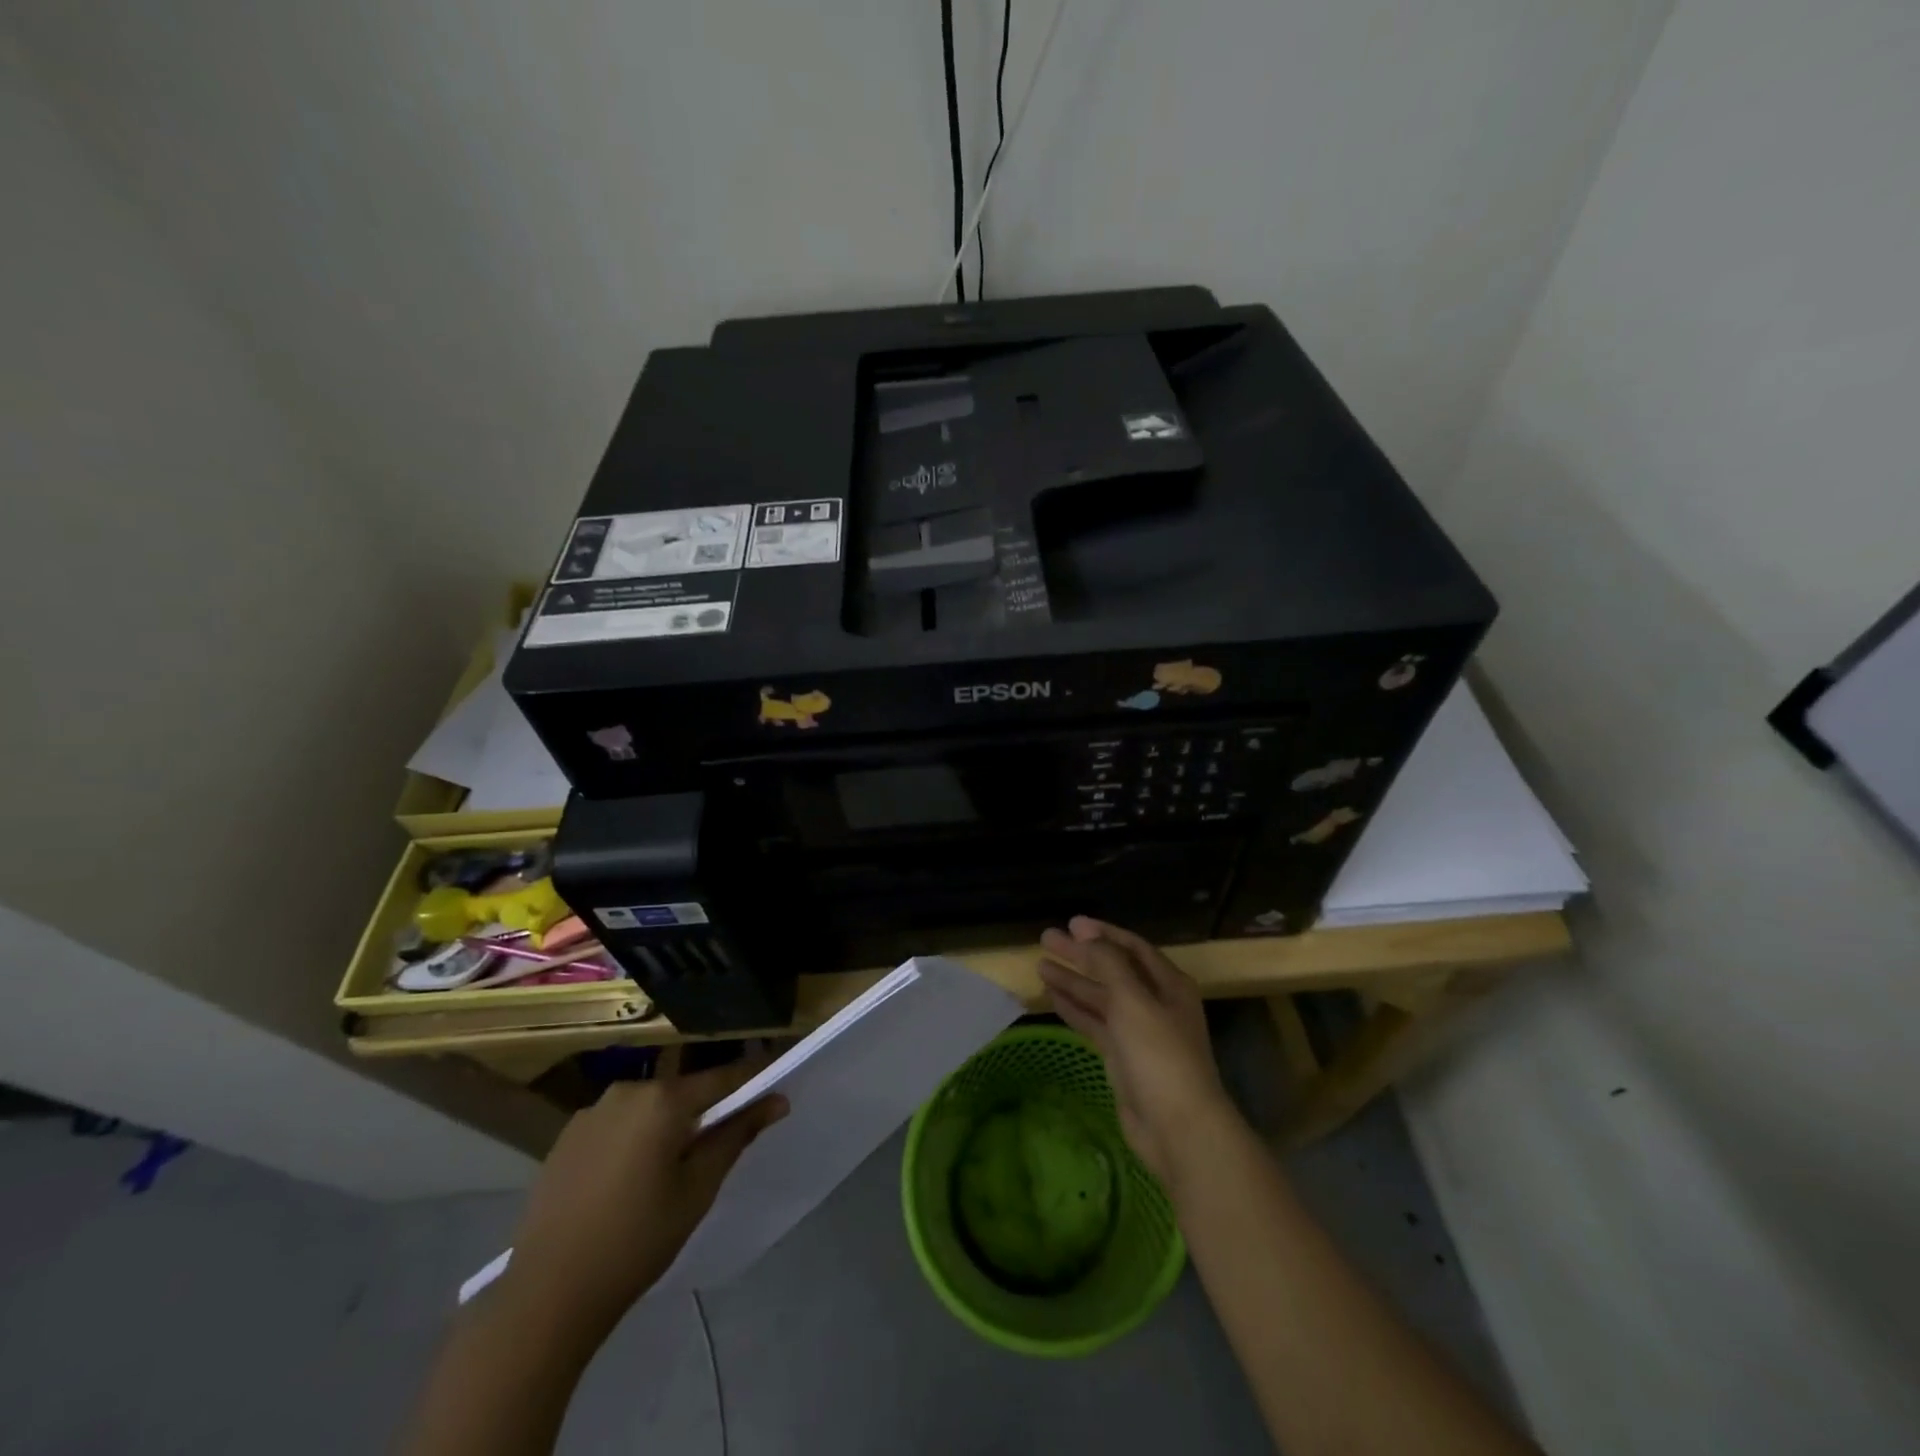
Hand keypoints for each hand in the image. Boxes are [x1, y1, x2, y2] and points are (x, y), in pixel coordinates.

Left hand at [500, 1060, 786, 1332]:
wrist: (546, 1296)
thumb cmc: (636, 1241)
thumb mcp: (697, 1189)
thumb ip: (736, 1136)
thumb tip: (776, 1100)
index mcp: (663, 1099)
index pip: (723, 1078)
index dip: (753, 1080)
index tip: (776, 1085)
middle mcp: (627, 1090)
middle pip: (683, 1092)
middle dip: (705, 1111)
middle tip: (719, 1145)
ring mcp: (591, 1112)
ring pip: (648, 1109)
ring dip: (666, 1125)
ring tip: (671, 1168)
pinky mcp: (566, 1137)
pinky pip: (617, 1125)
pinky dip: (633, 1139)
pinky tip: (629, 1180)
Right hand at [1038, 916, 1233, 1186]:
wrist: (1179, 1128)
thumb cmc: (1160, 1055)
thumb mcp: (1133, 1000)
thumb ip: (1108, 964)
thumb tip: (1086, 936)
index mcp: (1168, 984)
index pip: (1131, 947)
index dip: (1102, 933)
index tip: (1071, 923)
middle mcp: (1155, 1003)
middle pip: (1112, 970)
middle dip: (1081, 954)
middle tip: (1046, 939)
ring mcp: (1138, 1032)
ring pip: (1101, 998)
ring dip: (1073, 981)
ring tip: (1040, 966)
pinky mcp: (1123, 1058)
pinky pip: (1095, 1024)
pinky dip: (1075, 1009)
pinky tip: (1053, 998)